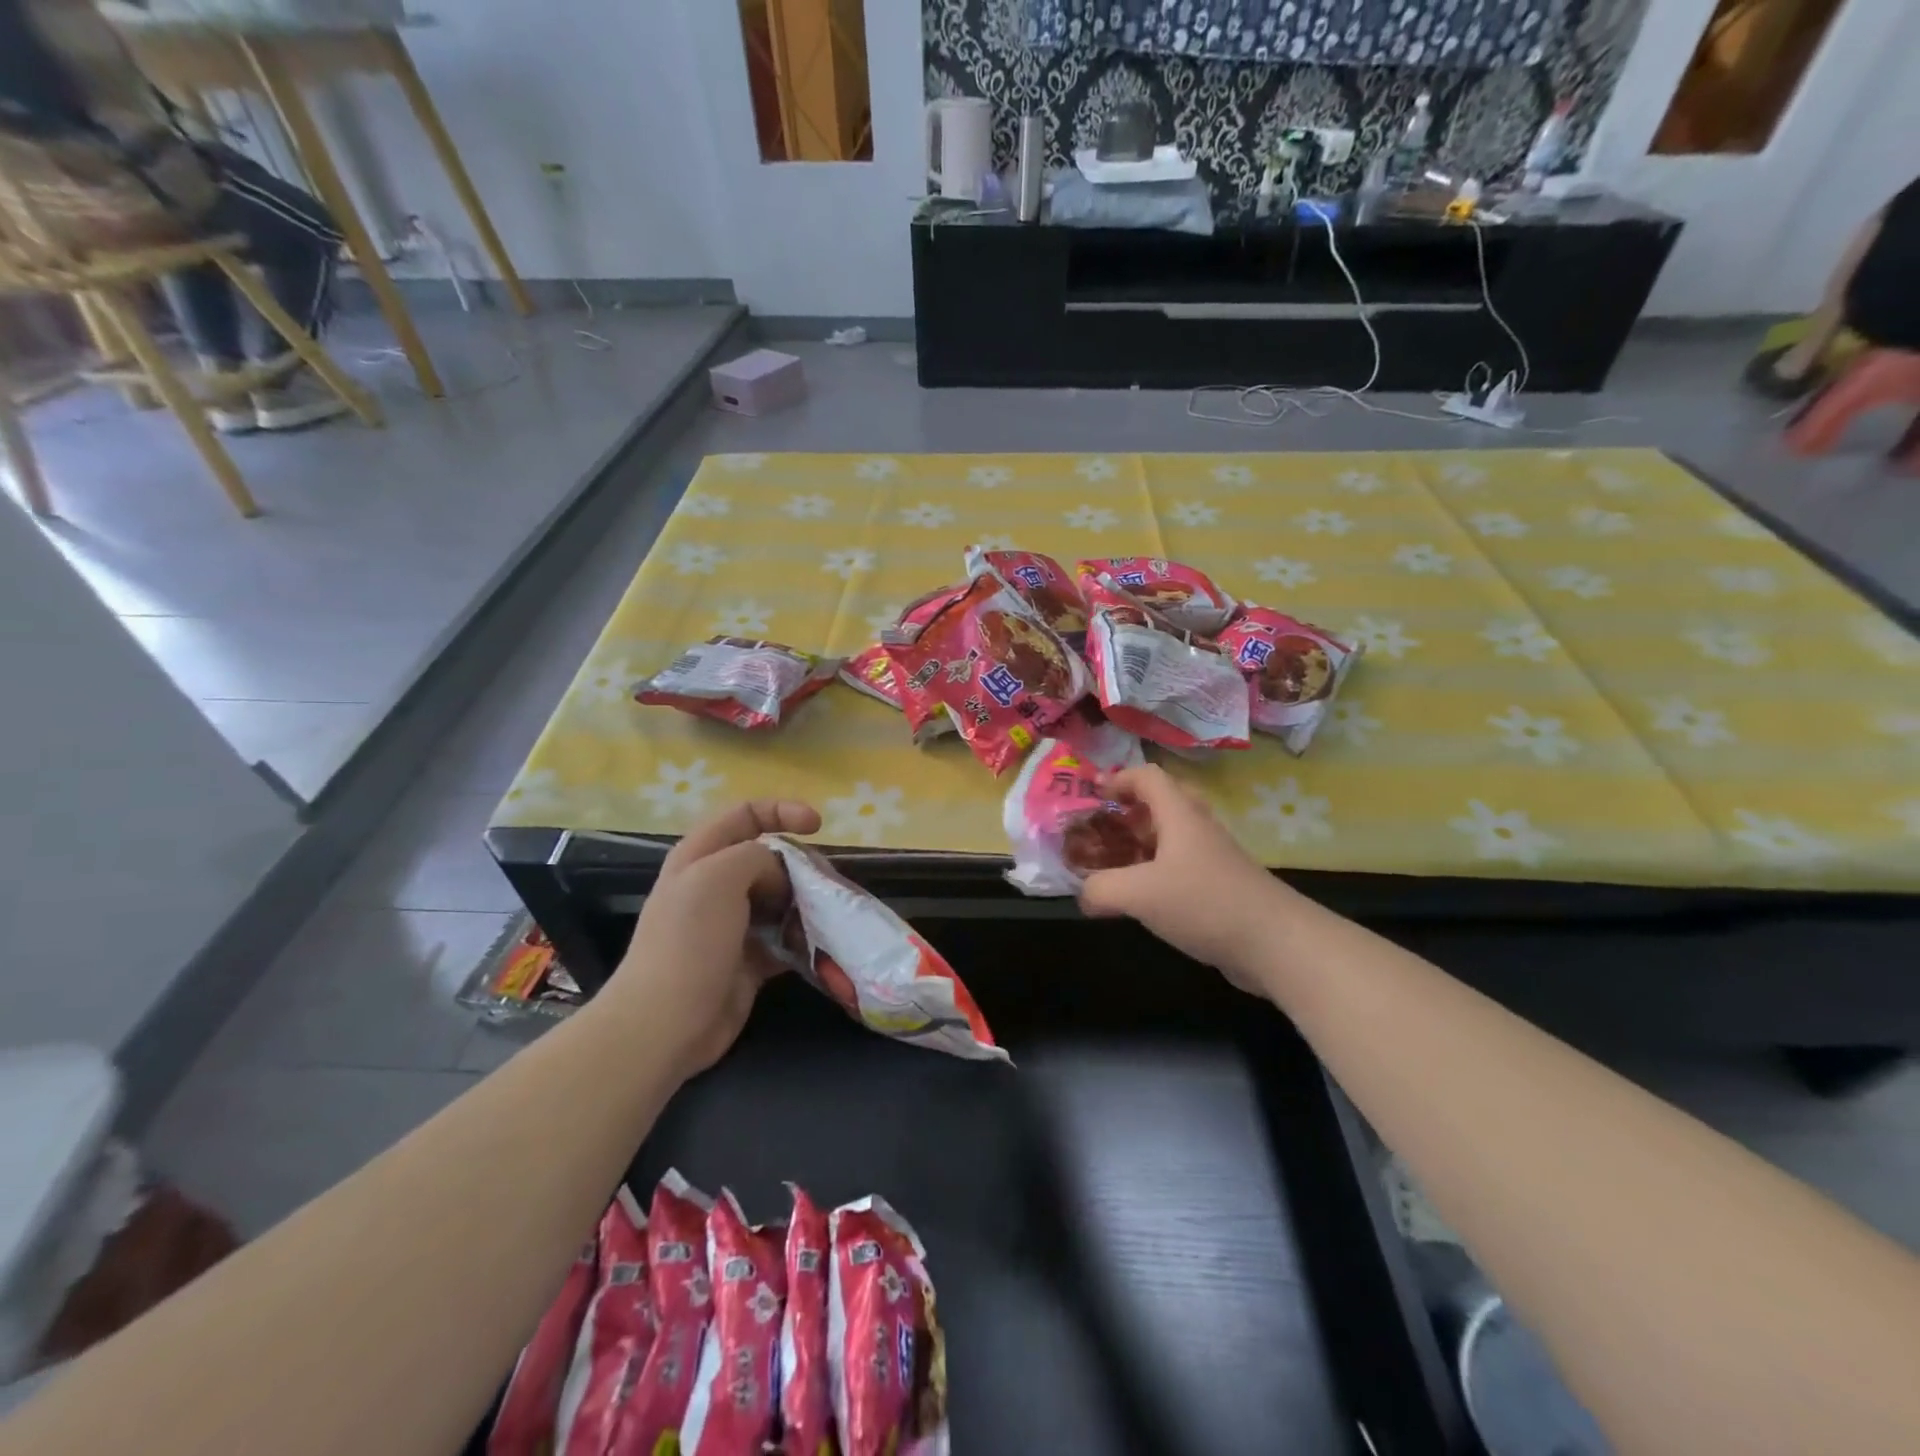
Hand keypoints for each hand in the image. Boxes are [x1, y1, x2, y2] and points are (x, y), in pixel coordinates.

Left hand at [607, 799, 821, 1079]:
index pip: (745, 814)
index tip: (819, 826)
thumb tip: (780, 875)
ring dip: (807, 903)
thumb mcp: (719, 877)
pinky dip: (804, 939)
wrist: (665, 1024)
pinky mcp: (748, 959)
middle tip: (826, 882)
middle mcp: (715, 885)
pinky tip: (821, 945)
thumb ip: (757, 856)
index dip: (782, 811)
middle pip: (769, 858)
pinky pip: (785, 938)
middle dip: (802, 864)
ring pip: (781, 898)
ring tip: (830, 914)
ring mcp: (732, 924)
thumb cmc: (689, 941)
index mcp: (701, 856)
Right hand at [1078, 765, 1282, 990]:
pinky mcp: (1222, 887)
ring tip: (1116, 864)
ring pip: (1174, 837)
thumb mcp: (1139, 894)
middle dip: (1131, 810)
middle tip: (1106, 827)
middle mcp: (1199, 829)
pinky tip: (1145, 900)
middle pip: (1164, 802)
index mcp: (1180, 816)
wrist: (1276, 943)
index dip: (1119, 778)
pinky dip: (1159, 872)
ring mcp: (1214, 858)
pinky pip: (1183, 866)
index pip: (1148, 777)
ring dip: (1144, 843)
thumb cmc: (1204, 903)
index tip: (1093, 794)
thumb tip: (1084, 894)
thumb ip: (1101, 889)